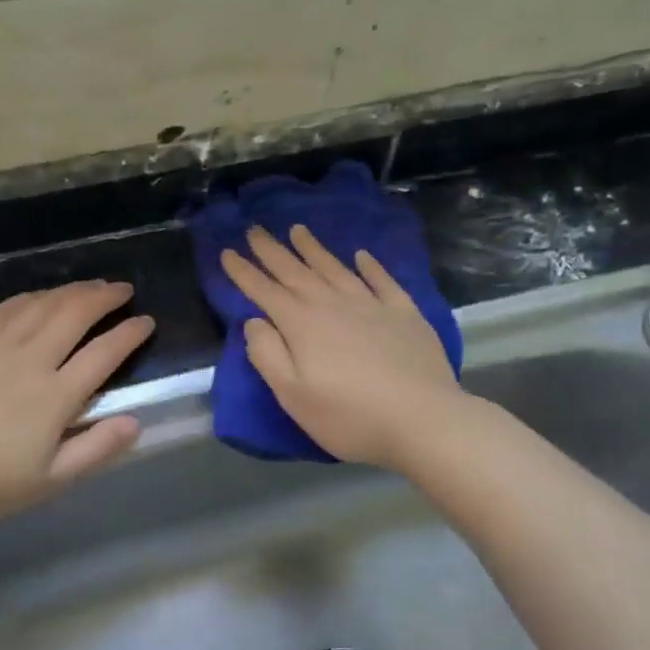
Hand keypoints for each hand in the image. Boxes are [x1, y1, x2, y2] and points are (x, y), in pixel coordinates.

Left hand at [0, 281, 154, 525]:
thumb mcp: (47, 482)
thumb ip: (95, 450)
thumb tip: (136, 422)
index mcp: (54, 396)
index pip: (104, 353)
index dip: (130, 334)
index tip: (147, 321)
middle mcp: (30, 360)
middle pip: (75, 315)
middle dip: (105, 297)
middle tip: (124, 289)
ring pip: (42, 305)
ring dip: (72, 291)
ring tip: (92, 286)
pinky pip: (6, 308)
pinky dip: (31, 296)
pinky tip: (40, 295)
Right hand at [221, 226, 467, 468]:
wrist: (422, 419)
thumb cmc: (349, 416)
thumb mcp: (293, 395)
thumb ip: (268, 355)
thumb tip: (254, 321)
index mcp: (302, 324)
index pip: (265, 291)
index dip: (244, 272)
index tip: (227, 252)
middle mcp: (334, 304)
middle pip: (297, 272)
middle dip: (272, 251)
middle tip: (254, 229)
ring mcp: (372, 305)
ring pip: (336, 268)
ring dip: (314, 249)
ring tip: (298, 230)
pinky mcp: (405, 313)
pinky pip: (383, 280)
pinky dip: (370, 266)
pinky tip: (363, 255)